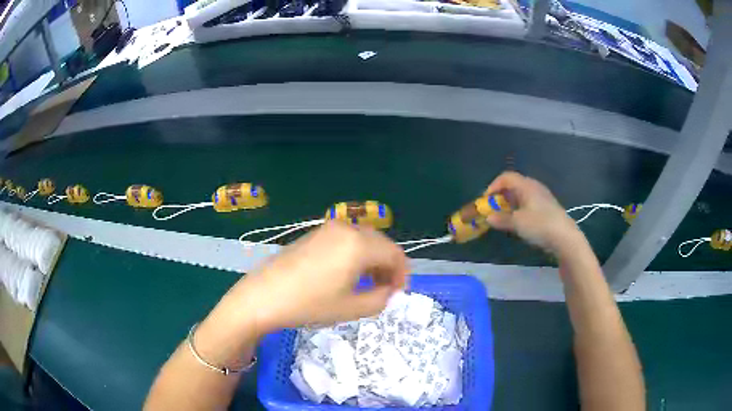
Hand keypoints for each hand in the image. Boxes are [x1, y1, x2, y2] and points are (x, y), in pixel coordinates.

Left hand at [223, 221, 408, 335]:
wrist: (263, 296)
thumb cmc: (309, 304)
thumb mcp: (351, 308)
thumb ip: (381, 299)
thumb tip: (389, 291)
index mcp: (359, 244)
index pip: (394, 254)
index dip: (402, 274)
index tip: (397, 294)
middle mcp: (346, 228)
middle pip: (380, 243)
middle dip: (388, 266)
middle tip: (385, 290)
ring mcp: (327, 228)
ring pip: (363, 240)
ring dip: (372, 260)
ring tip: (367, 284)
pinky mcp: (313, 233)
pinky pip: (345, 240)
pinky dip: (355, 255)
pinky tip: (346, 274)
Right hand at [484, 172, 584, 256]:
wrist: (565, 237)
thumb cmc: (540, 225)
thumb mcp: (517, 223)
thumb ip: (501, 219)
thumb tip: (488, 218)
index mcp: (526, 185)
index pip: (506, 177)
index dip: (493, 186)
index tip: (486, 200)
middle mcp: (534, 187)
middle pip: (513, 185)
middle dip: (500, 196)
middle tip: (493, 209)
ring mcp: (542, 197)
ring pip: (521, 195)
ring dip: (510, 204)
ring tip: (504, 216)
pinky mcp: (547, 208)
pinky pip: (528, 203)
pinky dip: (519, 209)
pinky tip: (519, 222)